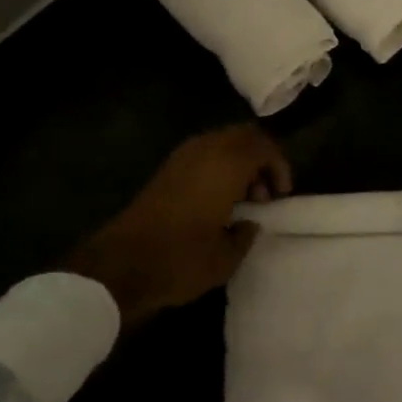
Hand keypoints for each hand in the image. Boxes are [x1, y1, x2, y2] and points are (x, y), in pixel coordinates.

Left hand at [69, 125, 290, 326]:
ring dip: (238, 163)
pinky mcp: (166, 170)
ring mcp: (182, 157)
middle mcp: (206, 150)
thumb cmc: (181, 259)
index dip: (279, 167)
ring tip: (242, 200)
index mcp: (227, 164)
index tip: (281, 196)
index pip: (264, 146)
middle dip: (260, 160)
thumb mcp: (226, 258)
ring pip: (222, 142)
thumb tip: (250, 223)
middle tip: (264, 194)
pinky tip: (217, 201)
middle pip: (244, 136)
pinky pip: (204, 154)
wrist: (120, 265)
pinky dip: (218, 168)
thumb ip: (246, 235)